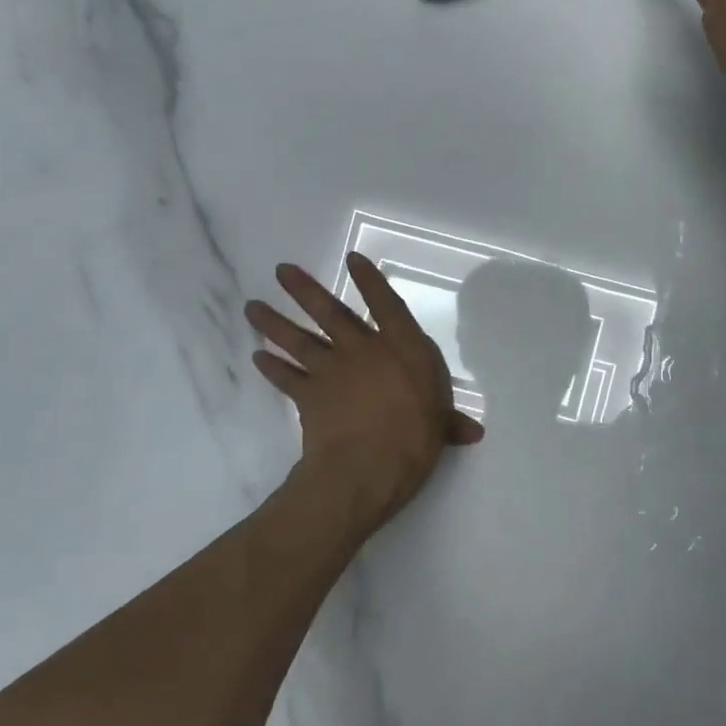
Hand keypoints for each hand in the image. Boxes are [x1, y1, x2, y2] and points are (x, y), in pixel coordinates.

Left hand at [246, 254, 482, 530]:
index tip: (352, 258)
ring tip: (251, 306)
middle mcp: (363, 350)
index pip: (385, 305)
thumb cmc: (413, 440)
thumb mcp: (440, 428)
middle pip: (330, 313)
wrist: (365, 467)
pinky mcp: (308, 396)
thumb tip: (474, 432)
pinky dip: (271, 367)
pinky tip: (257, 357)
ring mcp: (332, 371)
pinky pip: (286, 378)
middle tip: (280, 270)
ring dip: (274, 322)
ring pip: (299, 340)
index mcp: (402, 349)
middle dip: (304, 290)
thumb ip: (451, 423)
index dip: (370, 280)